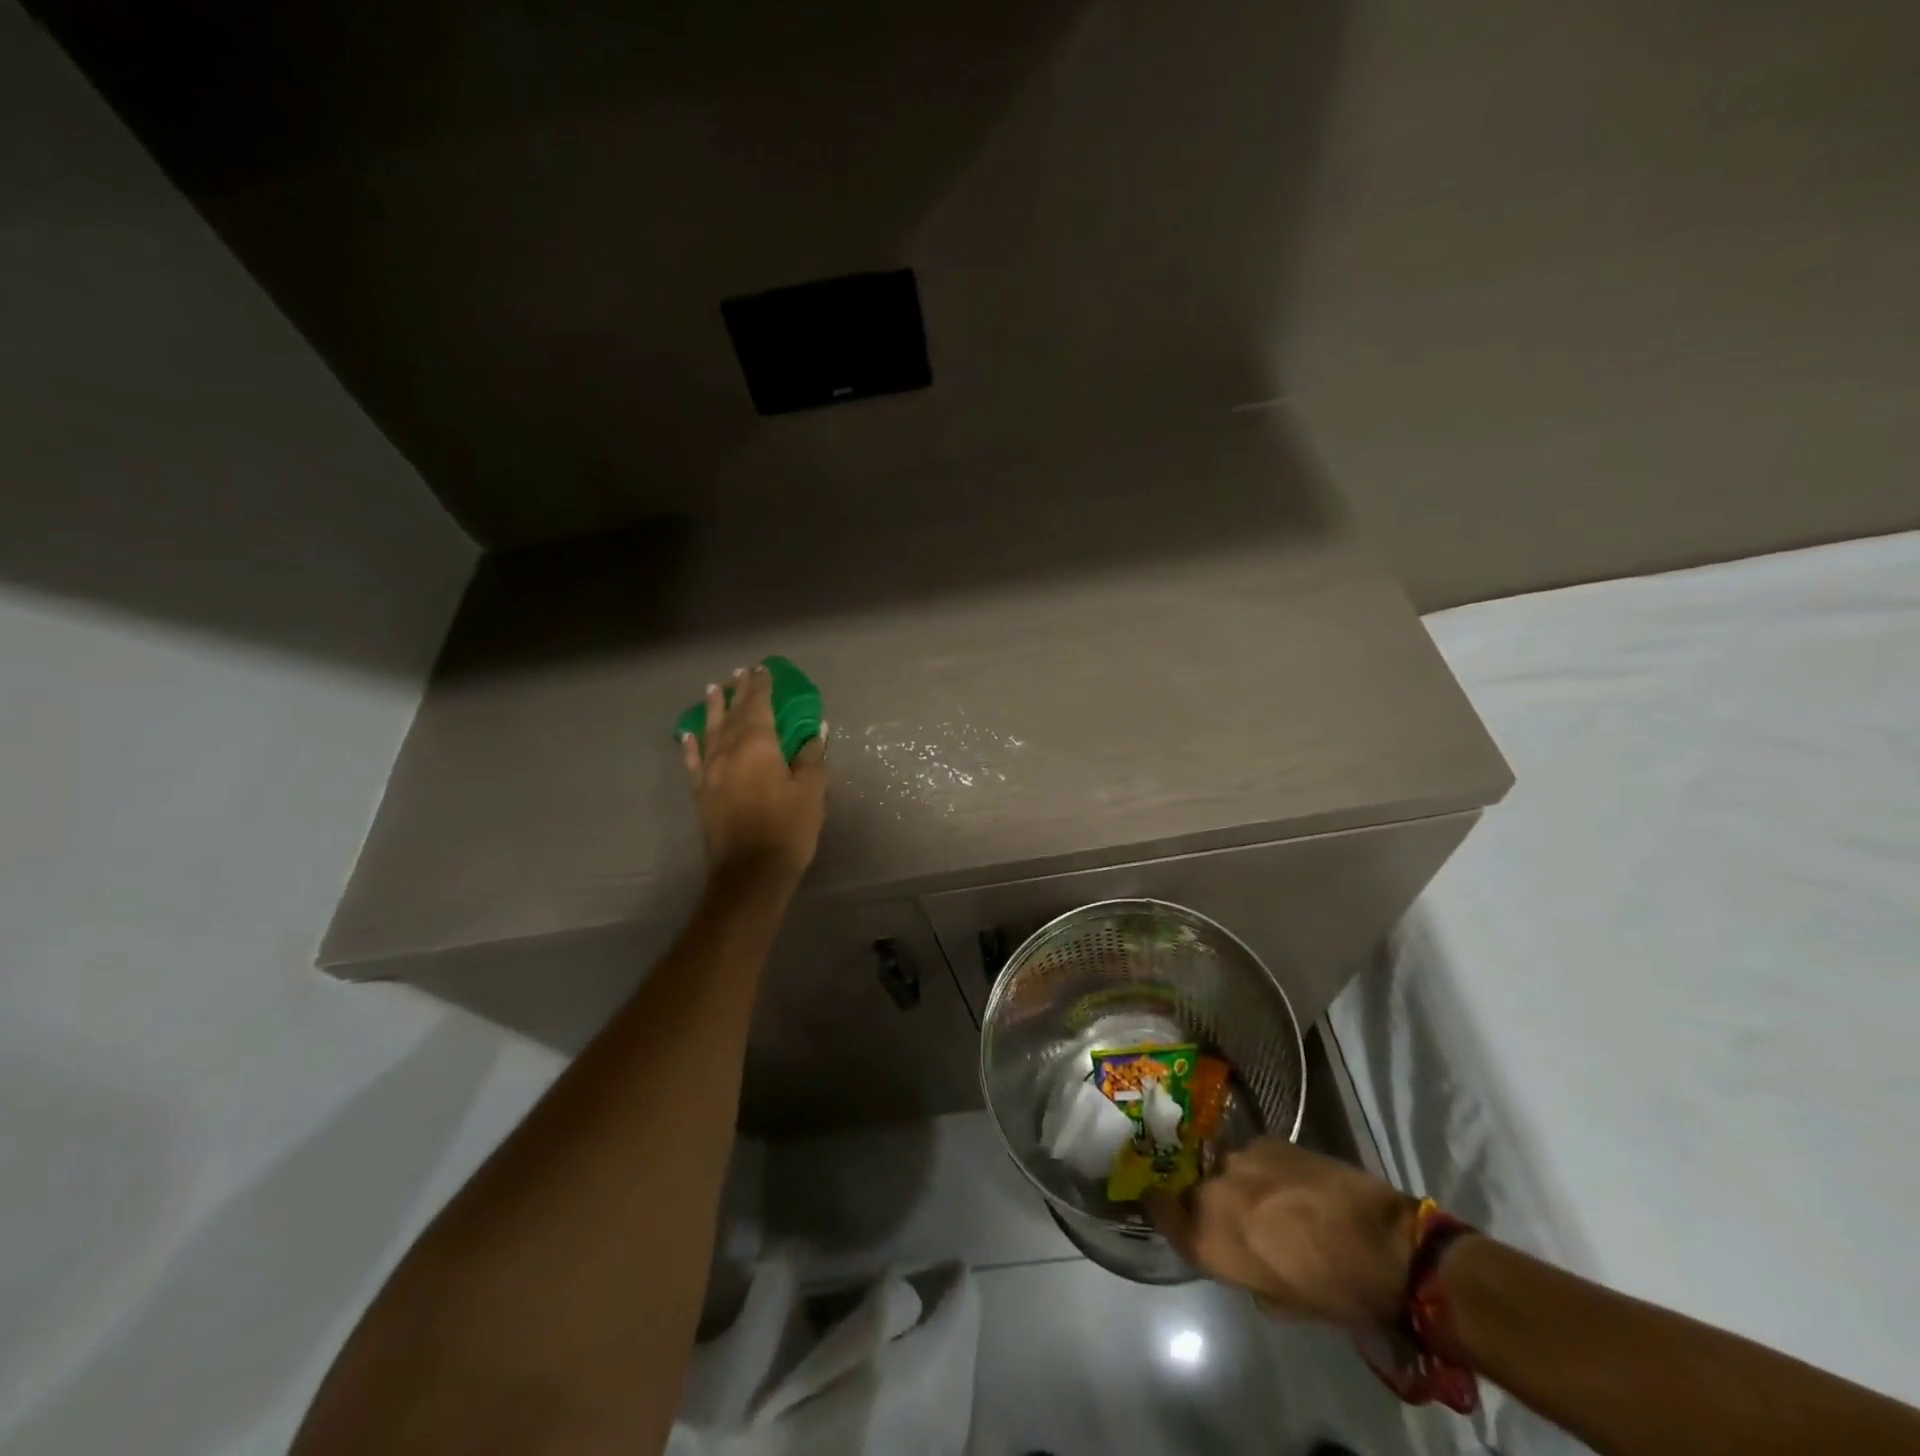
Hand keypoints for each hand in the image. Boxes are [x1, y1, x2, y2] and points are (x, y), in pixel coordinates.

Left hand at [681, 664, 826, 881]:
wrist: (750, 873)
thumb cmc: (788, 828)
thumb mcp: (811, 791)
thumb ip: (811, 756)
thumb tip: (815, 730)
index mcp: (758, 745)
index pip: (759, 705)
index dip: (762, 686)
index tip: (763, 669)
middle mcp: (728, 750)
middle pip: (734, 713)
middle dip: (739, 691)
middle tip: (741, 672)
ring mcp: (710, 771)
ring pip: (710, 730)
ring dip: (713, 708)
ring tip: (713, 689)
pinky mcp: (701, 792)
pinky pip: (693, 760)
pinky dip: (691, 743)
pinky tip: (689, 734)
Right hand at [1146, 1138, 1416, 1331]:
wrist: (1383, 1244)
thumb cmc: (1333, 1291)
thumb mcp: (1281, 1302)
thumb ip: (1245, 1272)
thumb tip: (1243, 1253)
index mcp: (1209, 1239)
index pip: (1158, 1210)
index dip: (1158, 1207)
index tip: (1159, 1205)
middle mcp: (1212, 1192)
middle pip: (1193, 1190)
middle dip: (1205, 1201)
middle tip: (1234, 1216)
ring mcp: (1238, 1158)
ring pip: (1224, 1169)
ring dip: (1237, 1183)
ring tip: (1268, 1198)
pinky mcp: (1267, 1139)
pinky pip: (1251, 1155)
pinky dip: (1263, 1169)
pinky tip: (1289, 1182)